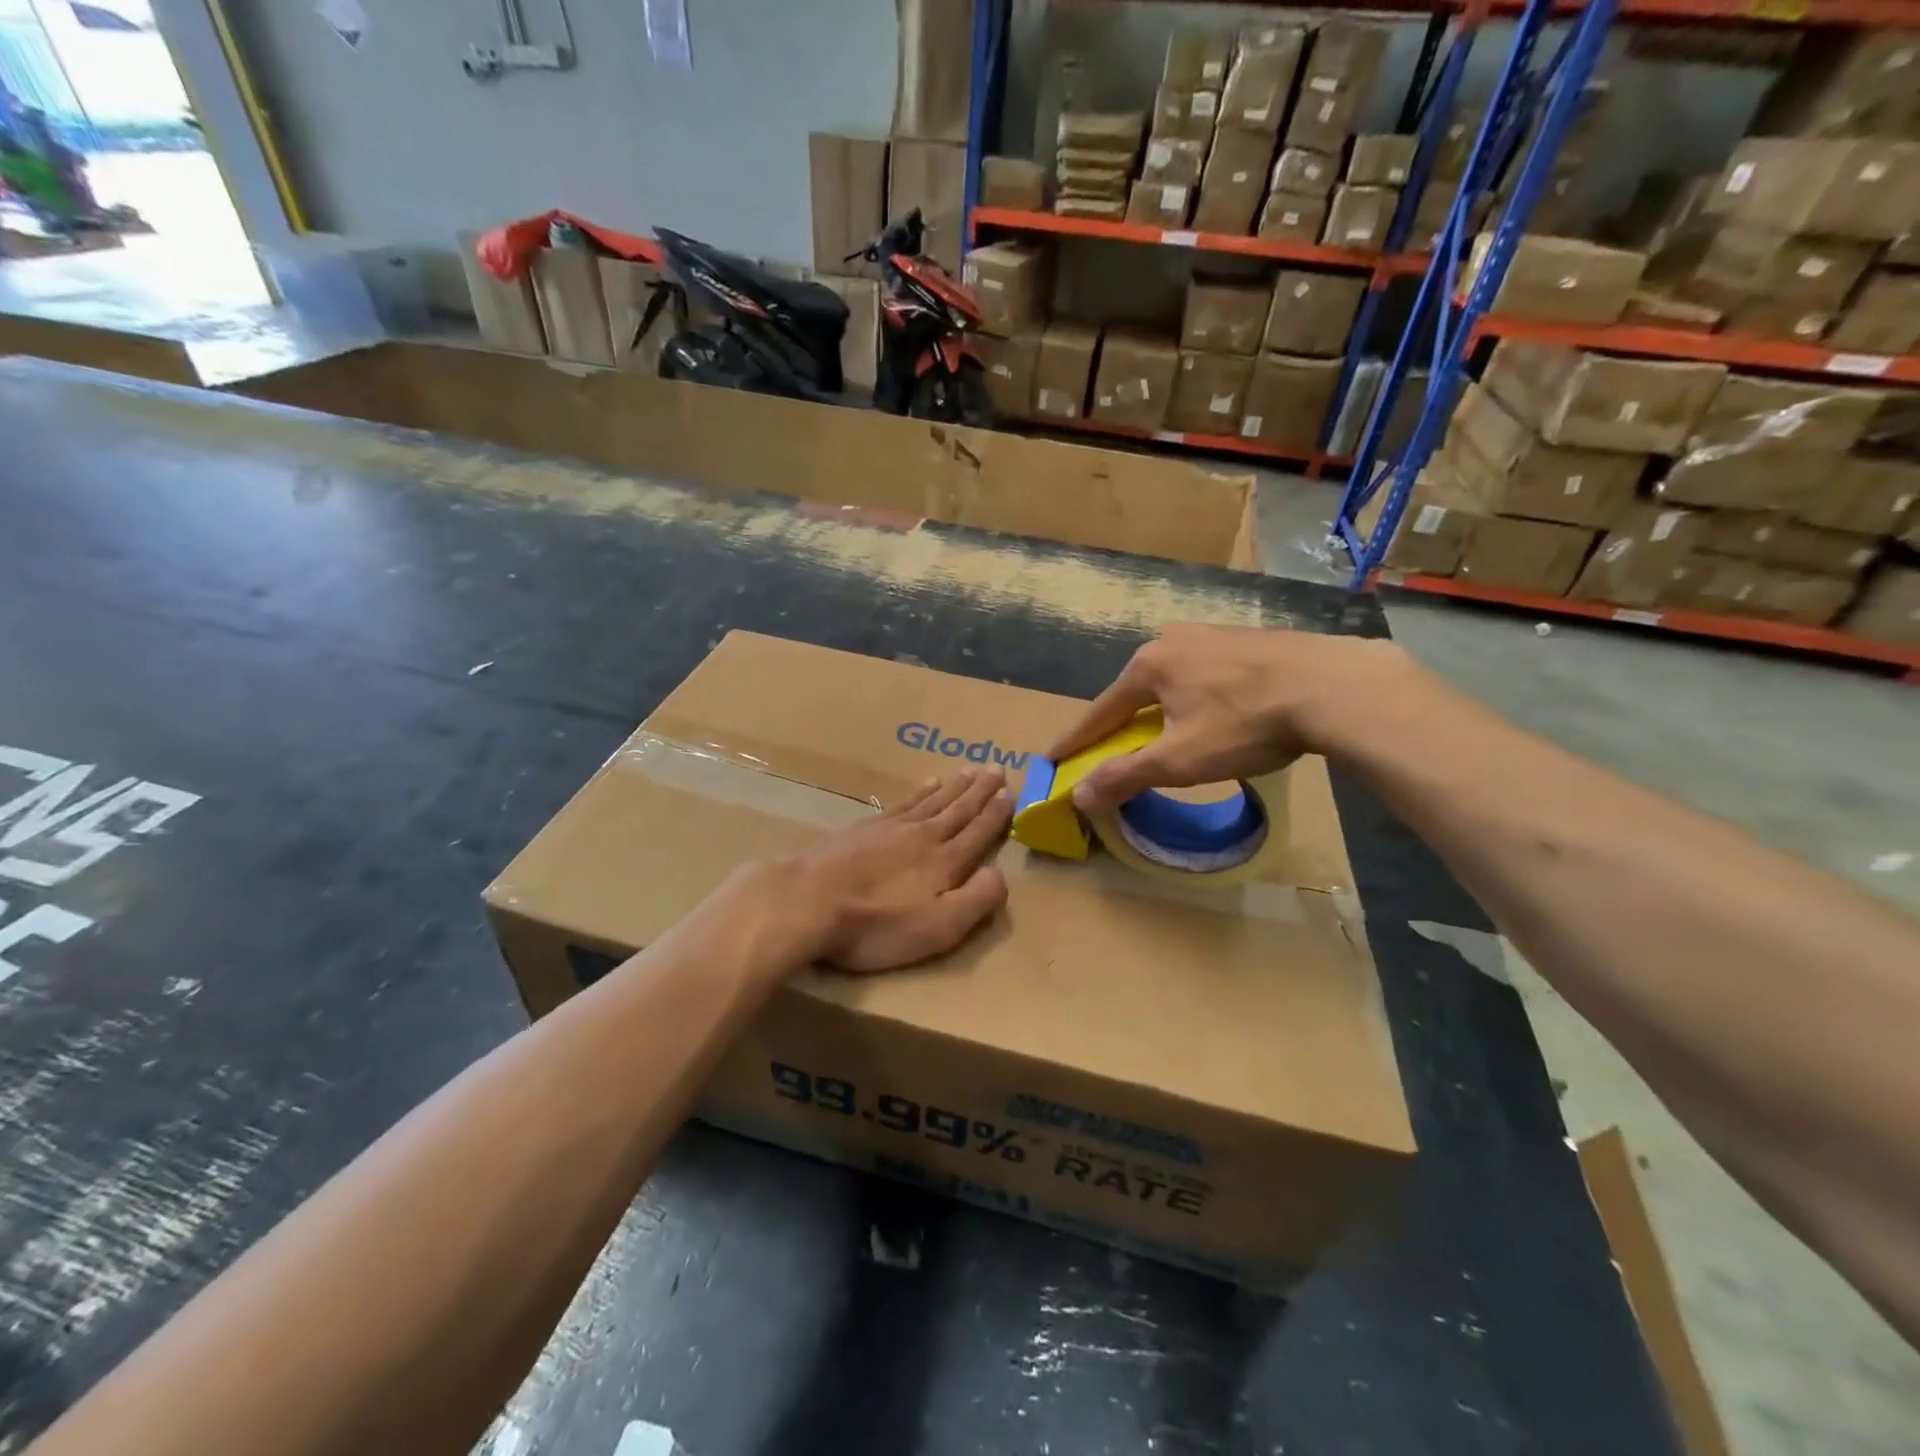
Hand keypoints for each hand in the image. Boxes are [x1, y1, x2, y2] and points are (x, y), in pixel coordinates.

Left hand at [779, 769, 1013, 971]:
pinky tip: (926, 784)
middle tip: (997, 768)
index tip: (1012, 792)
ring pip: (933, 801)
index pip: (979, 832)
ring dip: (955, 786)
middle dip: (981, 790)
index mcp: (946, 862)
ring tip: (970, 770)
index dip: (997, 814)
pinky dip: (920, 791)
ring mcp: (892, 828)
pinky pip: (904, 802)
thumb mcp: (938, 928)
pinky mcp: (864, 827)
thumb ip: (976, 900)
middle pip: (959, 809)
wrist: (809, 901)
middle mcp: (924, 836)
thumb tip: (1000, 874)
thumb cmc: (877, 925)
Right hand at [1047, 624, 1409, 812]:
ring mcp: (1213, 635)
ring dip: (1161, 708)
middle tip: (1112, 749)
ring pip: (1173, 680)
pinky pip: (1206, 674)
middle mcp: (1172, 640)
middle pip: (1135, 692)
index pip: (1099, 711)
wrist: (1334, 686)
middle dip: (1121, 722)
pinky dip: (1196, 697)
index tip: (1052, 758)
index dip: (1076, 740)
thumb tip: (1078, 796)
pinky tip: (1214, 711)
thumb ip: (1125, 775)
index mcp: (1148, 665)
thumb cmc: (1245, 724)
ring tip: (1165, 732)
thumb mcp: (1178, 759)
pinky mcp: (1248, 639)